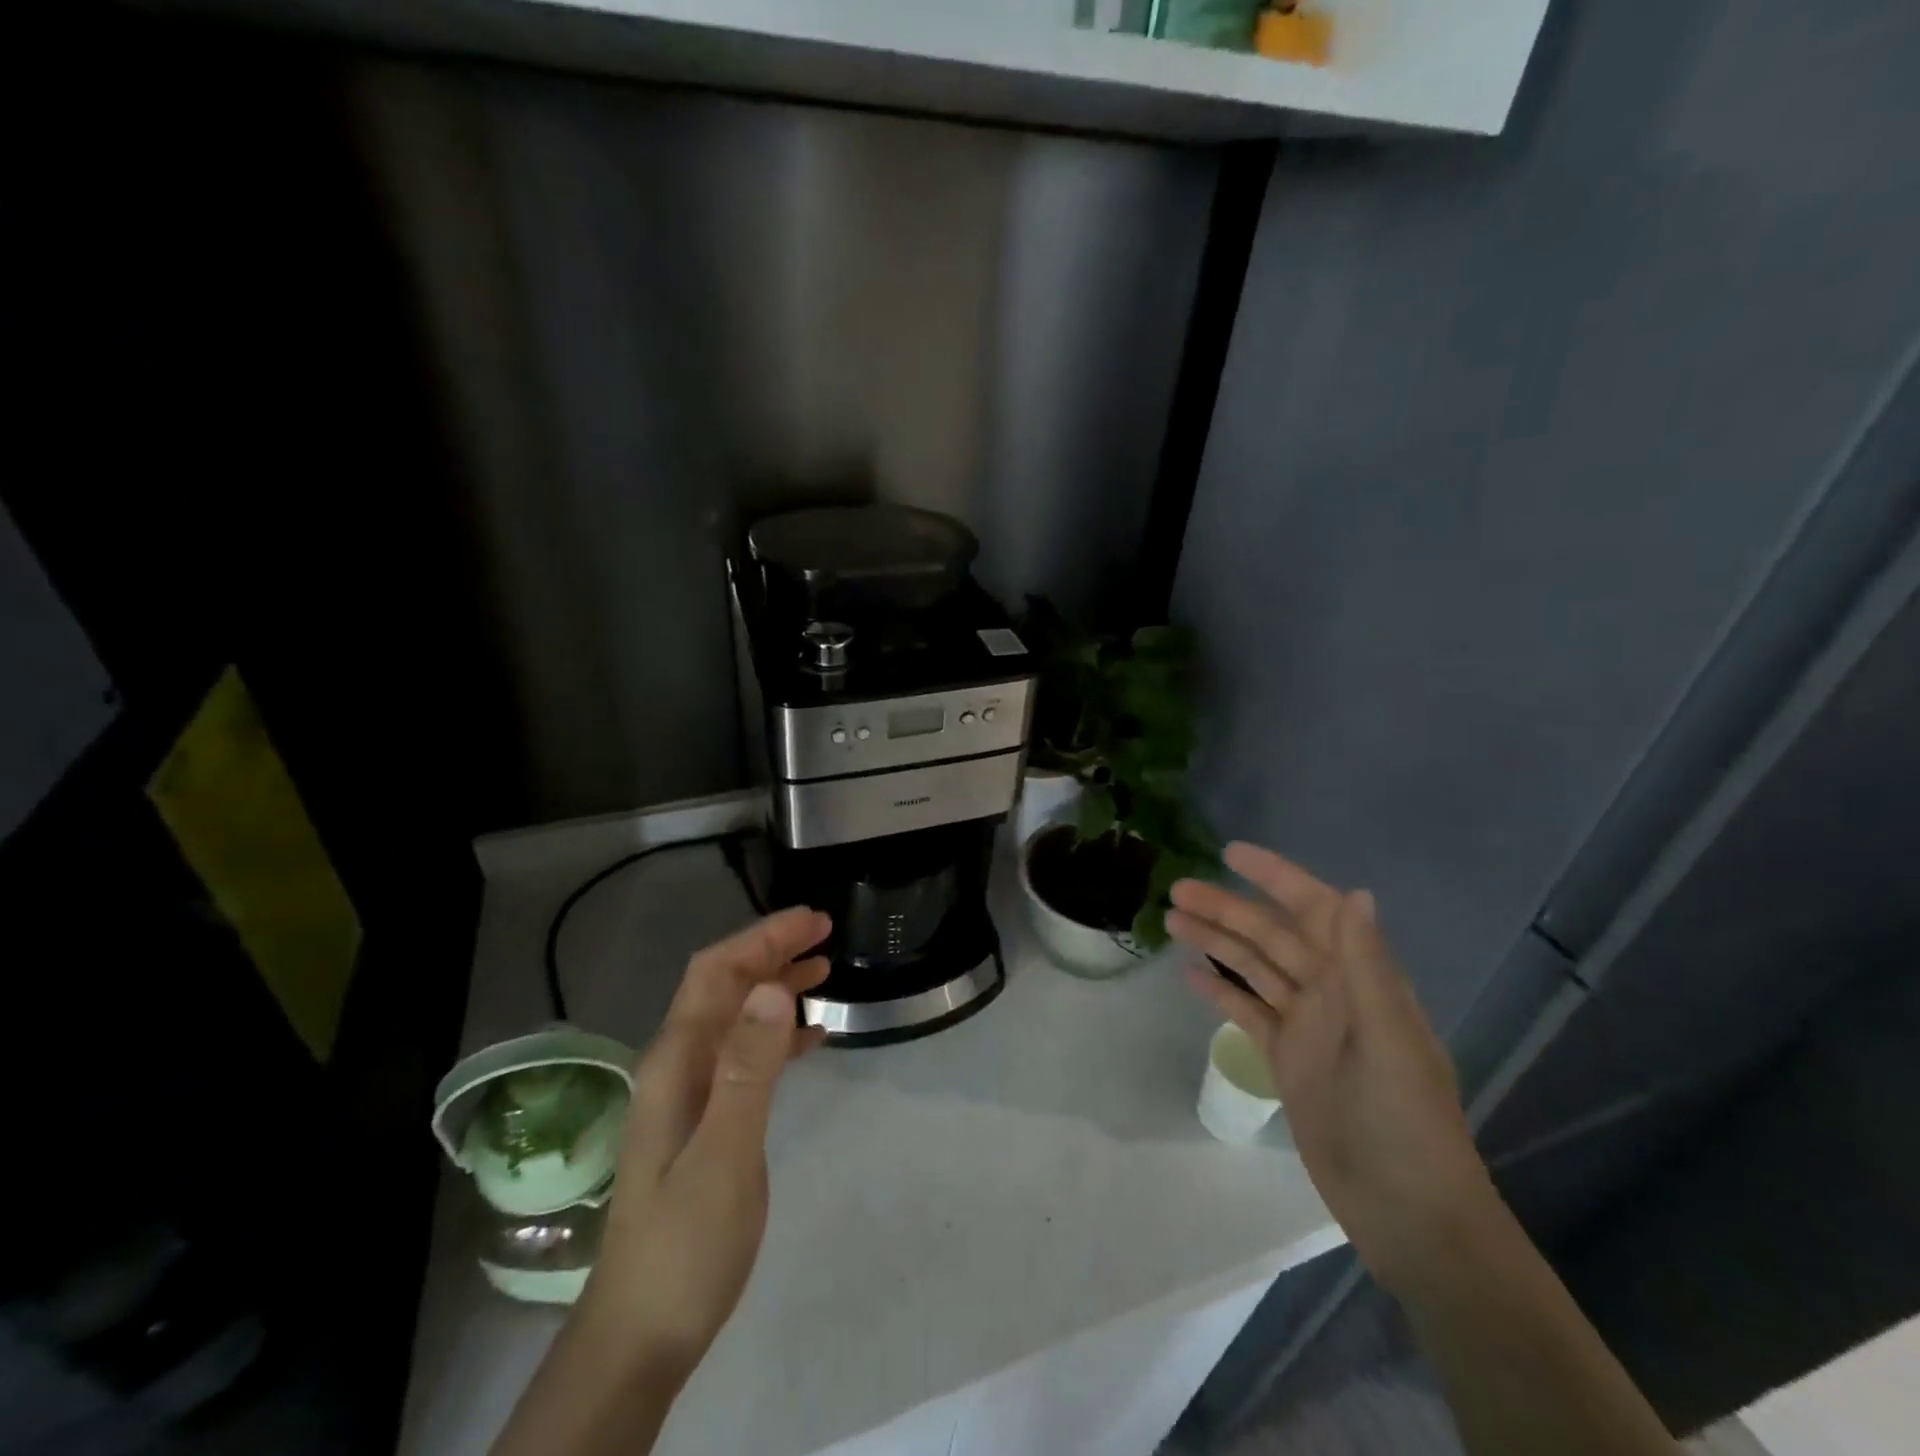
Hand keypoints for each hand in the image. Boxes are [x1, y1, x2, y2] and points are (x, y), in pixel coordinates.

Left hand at [576, 906, 830, 1377]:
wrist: (643, 1332)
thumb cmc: (685, 1243)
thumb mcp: (724, 1155)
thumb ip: (747, 1069)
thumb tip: (771, 989)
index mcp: (676, 1062)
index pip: (716, 973)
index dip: (763, 938)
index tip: (813, 921)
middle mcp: (678, 1065)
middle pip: (724, 986)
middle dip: (772, 951)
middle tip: (826, 934)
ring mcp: (691, 1092)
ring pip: (736, 1016)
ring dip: (776, 987)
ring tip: (825, 970)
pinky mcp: (706, 1118)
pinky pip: (745, 1054)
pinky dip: (779, 1033)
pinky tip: (812, 1037)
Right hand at [1166, 843, 1496, 1291]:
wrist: (1407, 1212)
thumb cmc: (1404, 1121)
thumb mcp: (1388, 1039)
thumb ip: (1366, 965)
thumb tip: (1355, 892)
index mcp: (1360, 979)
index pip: (1315, 911)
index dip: (1276, 878)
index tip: (1231, 854)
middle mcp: (1332, 992)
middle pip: (1272, 936)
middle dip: (1227, 909)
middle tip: (1176, 890)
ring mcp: (1307, 1026)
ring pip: (1254, 969)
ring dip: (1216, 942)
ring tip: (1171, 919)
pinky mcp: (1287, 1059)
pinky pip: (1248, 1012)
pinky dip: (1220, 990)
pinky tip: (1187, 974)